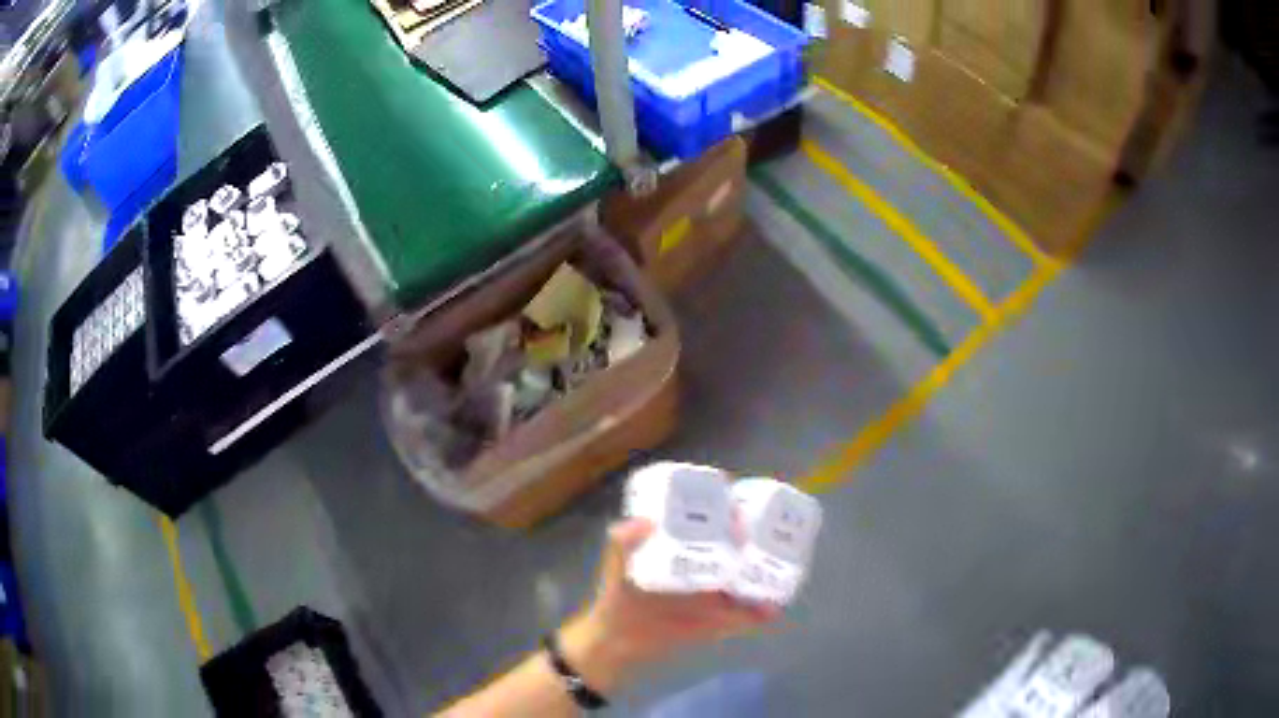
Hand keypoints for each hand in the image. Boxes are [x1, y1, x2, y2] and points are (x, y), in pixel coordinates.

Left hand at [560, 519, 780, 693]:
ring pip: (750, 579)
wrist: (617, 637)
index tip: (747, 498)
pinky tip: (774, 609)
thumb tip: (643, 521)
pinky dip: (761, 613)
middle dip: (761, 538)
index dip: (734, 507)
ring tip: (786, 565)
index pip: (716, 521)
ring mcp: (714, 594)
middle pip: (741, 547)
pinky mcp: (717, 620)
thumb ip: (622, 542)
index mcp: (685, 547)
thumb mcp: (616, 564)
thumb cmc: (618, 594)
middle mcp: (706, 567)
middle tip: (776, 532)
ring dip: (769, 574)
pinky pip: (745, 615)